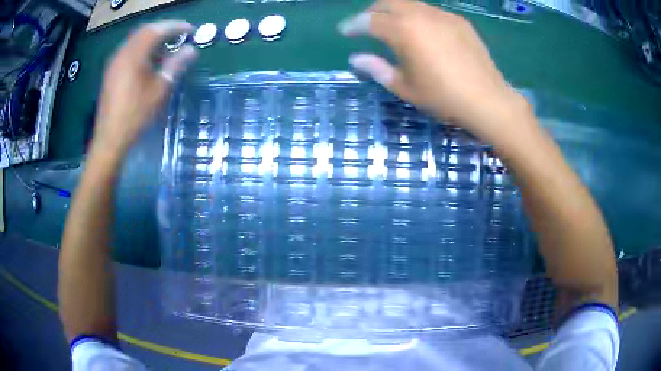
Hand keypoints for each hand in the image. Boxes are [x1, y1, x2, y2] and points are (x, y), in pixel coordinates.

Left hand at [92, 20, 197, 156]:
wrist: (110, 138)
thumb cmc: (136, 115)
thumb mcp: (159, 90)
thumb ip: (176, 66)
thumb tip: (191, 50)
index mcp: (134, 55)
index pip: (157, 30)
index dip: (176, 27)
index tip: (191, 30)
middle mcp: (122, 54)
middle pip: (145, 31)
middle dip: (164, 30)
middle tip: (180, 35)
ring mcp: (114, 63)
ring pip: (136, 41)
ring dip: (153, 39)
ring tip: (167, 48)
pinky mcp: (111, 73)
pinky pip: (129, 51)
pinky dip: (142, 49)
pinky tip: (150, 61)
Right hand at [339, 0, 529, 143]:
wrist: (487, 99)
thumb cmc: (443, 97)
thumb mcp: (405, 87)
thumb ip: (376, 68)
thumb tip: (355, 58)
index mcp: (403, 31)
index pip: (368, 20)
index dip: (352, 25)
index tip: (344, 31)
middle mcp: (420, 15)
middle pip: (387, 3)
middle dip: (371, 12)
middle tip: (366, 25)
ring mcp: (442, 15)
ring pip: (409, 3)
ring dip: (394, 11)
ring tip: (392, 26)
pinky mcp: (458, 20)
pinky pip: (430, 11)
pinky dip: (417, 15)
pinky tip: (421, 30)